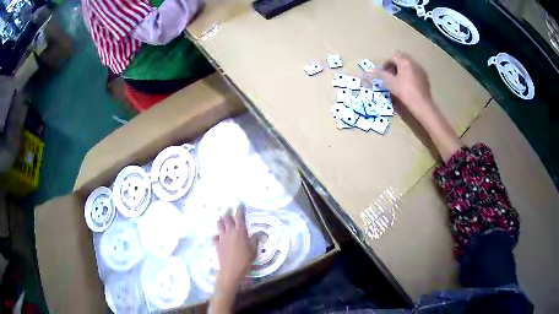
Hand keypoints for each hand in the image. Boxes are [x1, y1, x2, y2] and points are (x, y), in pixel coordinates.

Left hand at [209, 206, 256, 313]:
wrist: (231, 269)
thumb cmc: (245, 259)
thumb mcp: (253, 249)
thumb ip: (255, 239)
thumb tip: (259, 233)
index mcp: (240, 231)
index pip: (239, 217)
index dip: (240, 209)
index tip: (240, 204)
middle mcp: (229, 231)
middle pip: (226, 218)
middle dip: (228, 214)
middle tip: (229, 211)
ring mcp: (221, 237)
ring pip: (219, 225)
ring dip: (221, 221)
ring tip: (222, 219)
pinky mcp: (216, 243)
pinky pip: (215, 236)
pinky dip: (216, 235)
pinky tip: (217, 236)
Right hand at [367, 51, 462, 160]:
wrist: (422, 105)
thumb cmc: (405, 92)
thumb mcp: (390, 83)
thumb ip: (379, 75)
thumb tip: (368, 71)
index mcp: (405, 61)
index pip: (392, 57)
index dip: (386, 65)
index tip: (383, 74)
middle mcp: (413, 62)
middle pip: (401, 58)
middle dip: (394, 65)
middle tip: (391, 76)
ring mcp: (420, 70)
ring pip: (408, 65)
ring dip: (402, 69)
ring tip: (399, 81)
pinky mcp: (425, 78)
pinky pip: (415, 71)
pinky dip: (409, 75)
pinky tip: (408, 85)